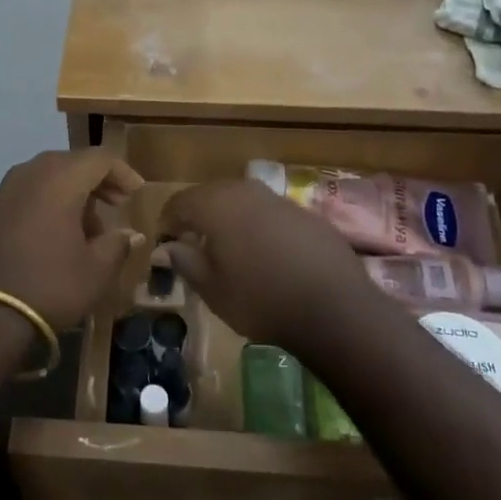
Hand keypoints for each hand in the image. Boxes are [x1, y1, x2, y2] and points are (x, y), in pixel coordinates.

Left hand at [0, 150, 144, 331]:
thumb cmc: (48, 285)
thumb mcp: (95, 272)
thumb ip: (117, 245)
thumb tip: (131, 234)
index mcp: (60, 178)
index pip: (99, 158)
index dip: (122, 172)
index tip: (136, 193)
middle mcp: (29, 173)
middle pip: (70, 164)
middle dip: (96, 183)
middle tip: (115, 206)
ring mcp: (3, 191)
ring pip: (45, 179)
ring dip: (69, 196)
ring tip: (85, 230)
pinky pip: (24, 197)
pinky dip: (43, 207)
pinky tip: (50, 238)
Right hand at [159, 180, 371, 350]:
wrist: (335, 308)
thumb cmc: (261, 299)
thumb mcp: (213, 289)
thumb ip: (185, 262)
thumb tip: (166, 247)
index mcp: (215, 204)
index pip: (179, 202)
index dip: (168, 221)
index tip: (165, 242)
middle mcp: (245, 191)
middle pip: (210, 195)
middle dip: (198, 216)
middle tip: (194, 244)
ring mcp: (278, 199)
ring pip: (242, 201)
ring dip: (230, 218)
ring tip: (230, 248)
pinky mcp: (305, 213)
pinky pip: (270, 213)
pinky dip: (259, 226)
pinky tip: (266, 254)